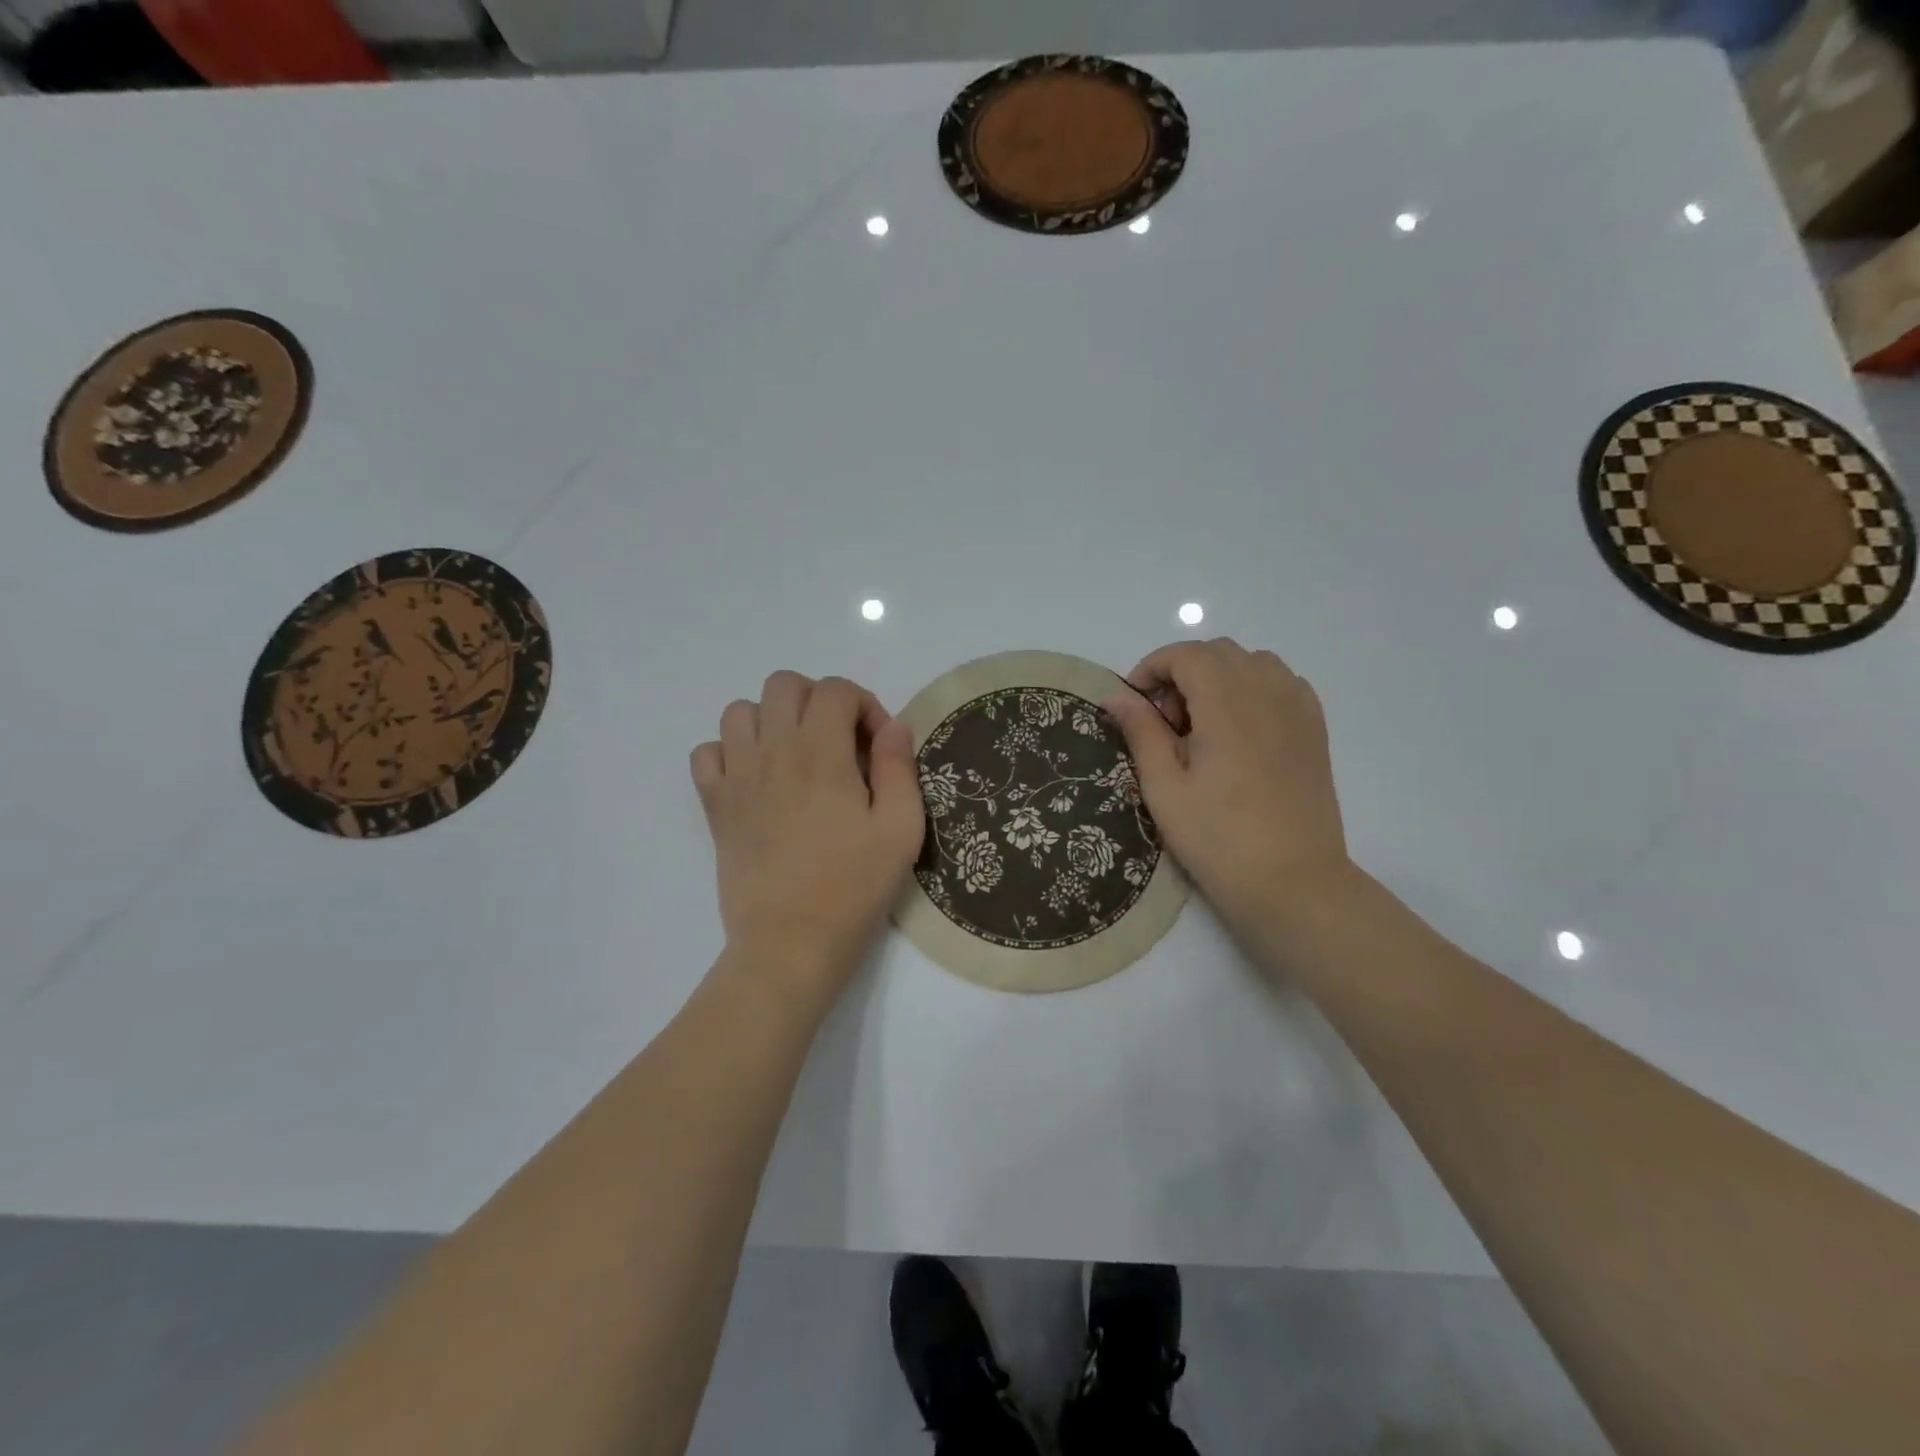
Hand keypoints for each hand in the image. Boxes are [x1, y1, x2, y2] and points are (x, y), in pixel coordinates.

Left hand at [691, 672, 923, 1011]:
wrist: (791, 943)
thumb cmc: (854, 887)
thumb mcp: (900, 829)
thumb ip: (899, 768)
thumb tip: (894, 726)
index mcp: (822, 753)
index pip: (836, 690)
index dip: (865, 705)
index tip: (878, 746)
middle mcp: (773, 751)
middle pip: (784, 684)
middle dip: (818, 700)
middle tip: (840, 742)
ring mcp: (737, 777)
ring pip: (740, 710)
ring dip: (772, 720)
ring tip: (797, 756)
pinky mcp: (715, 806)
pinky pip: (706, 753)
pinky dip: (729, 752)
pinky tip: (756, 779)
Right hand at [1102, 639, 1353, 942]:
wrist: (1294, 883)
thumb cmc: (1219, 839)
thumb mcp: (1165, 789)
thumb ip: (1141, 733)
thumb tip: (1116, 696)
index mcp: (1227, 705)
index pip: (1186, 654)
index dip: (1152, 668)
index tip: (1135, 705)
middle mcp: (1268, 693)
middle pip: (1218, 652)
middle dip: (1182, 673)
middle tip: (1165, 724)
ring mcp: (1298, 709)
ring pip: (1252, 663)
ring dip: (1218, 678)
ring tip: (1203, 727)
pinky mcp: (1315, 730)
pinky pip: (1282, 683)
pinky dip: (1253, 689)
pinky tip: (1241, 730)